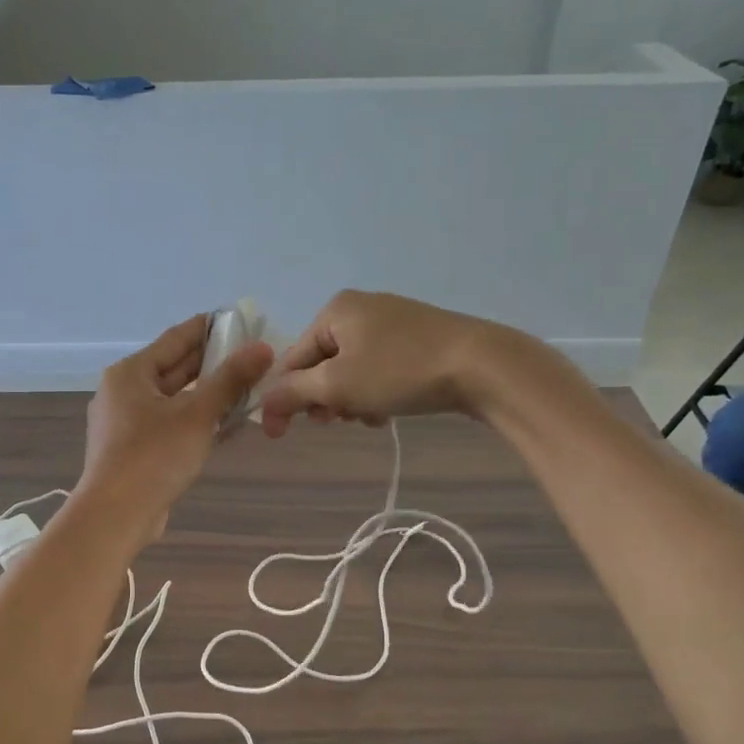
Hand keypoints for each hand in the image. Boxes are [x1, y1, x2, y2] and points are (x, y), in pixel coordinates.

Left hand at [76, 314, 273, 548]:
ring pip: (173, 399)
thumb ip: (230, 379)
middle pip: (173, 369)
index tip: (238, 320)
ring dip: (206, 394)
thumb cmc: (153, 456)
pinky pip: (169, 424)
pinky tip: (224, 423)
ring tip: (246, 387)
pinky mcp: (133, 450)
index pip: (176, 339)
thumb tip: (262, 347)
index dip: (208, 328)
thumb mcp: (197, 414)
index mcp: (131, 373)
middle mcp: (123, 392)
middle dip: (212, 363)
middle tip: (251, 355)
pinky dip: (195, 420)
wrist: (115, 515)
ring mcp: (125, 423)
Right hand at [259, 291, 500, 436]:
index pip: (292, 358)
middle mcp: (360, 308)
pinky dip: (375, 392)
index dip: (284, 398)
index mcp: (334, 310)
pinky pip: (379, 368)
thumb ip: (293, 392)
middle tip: (337, 422)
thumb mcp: (337, 385)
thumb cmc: (398, 371)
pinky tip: (388, 411)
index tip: (280, 435)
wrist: (480, 365)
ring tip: (369, 418)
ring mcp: (392, 322)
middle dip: (325, 399)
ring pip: (352, 370)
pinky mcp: (417, 338)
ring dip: (351, 400)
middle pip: (322, 364)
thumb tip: (263, 402)